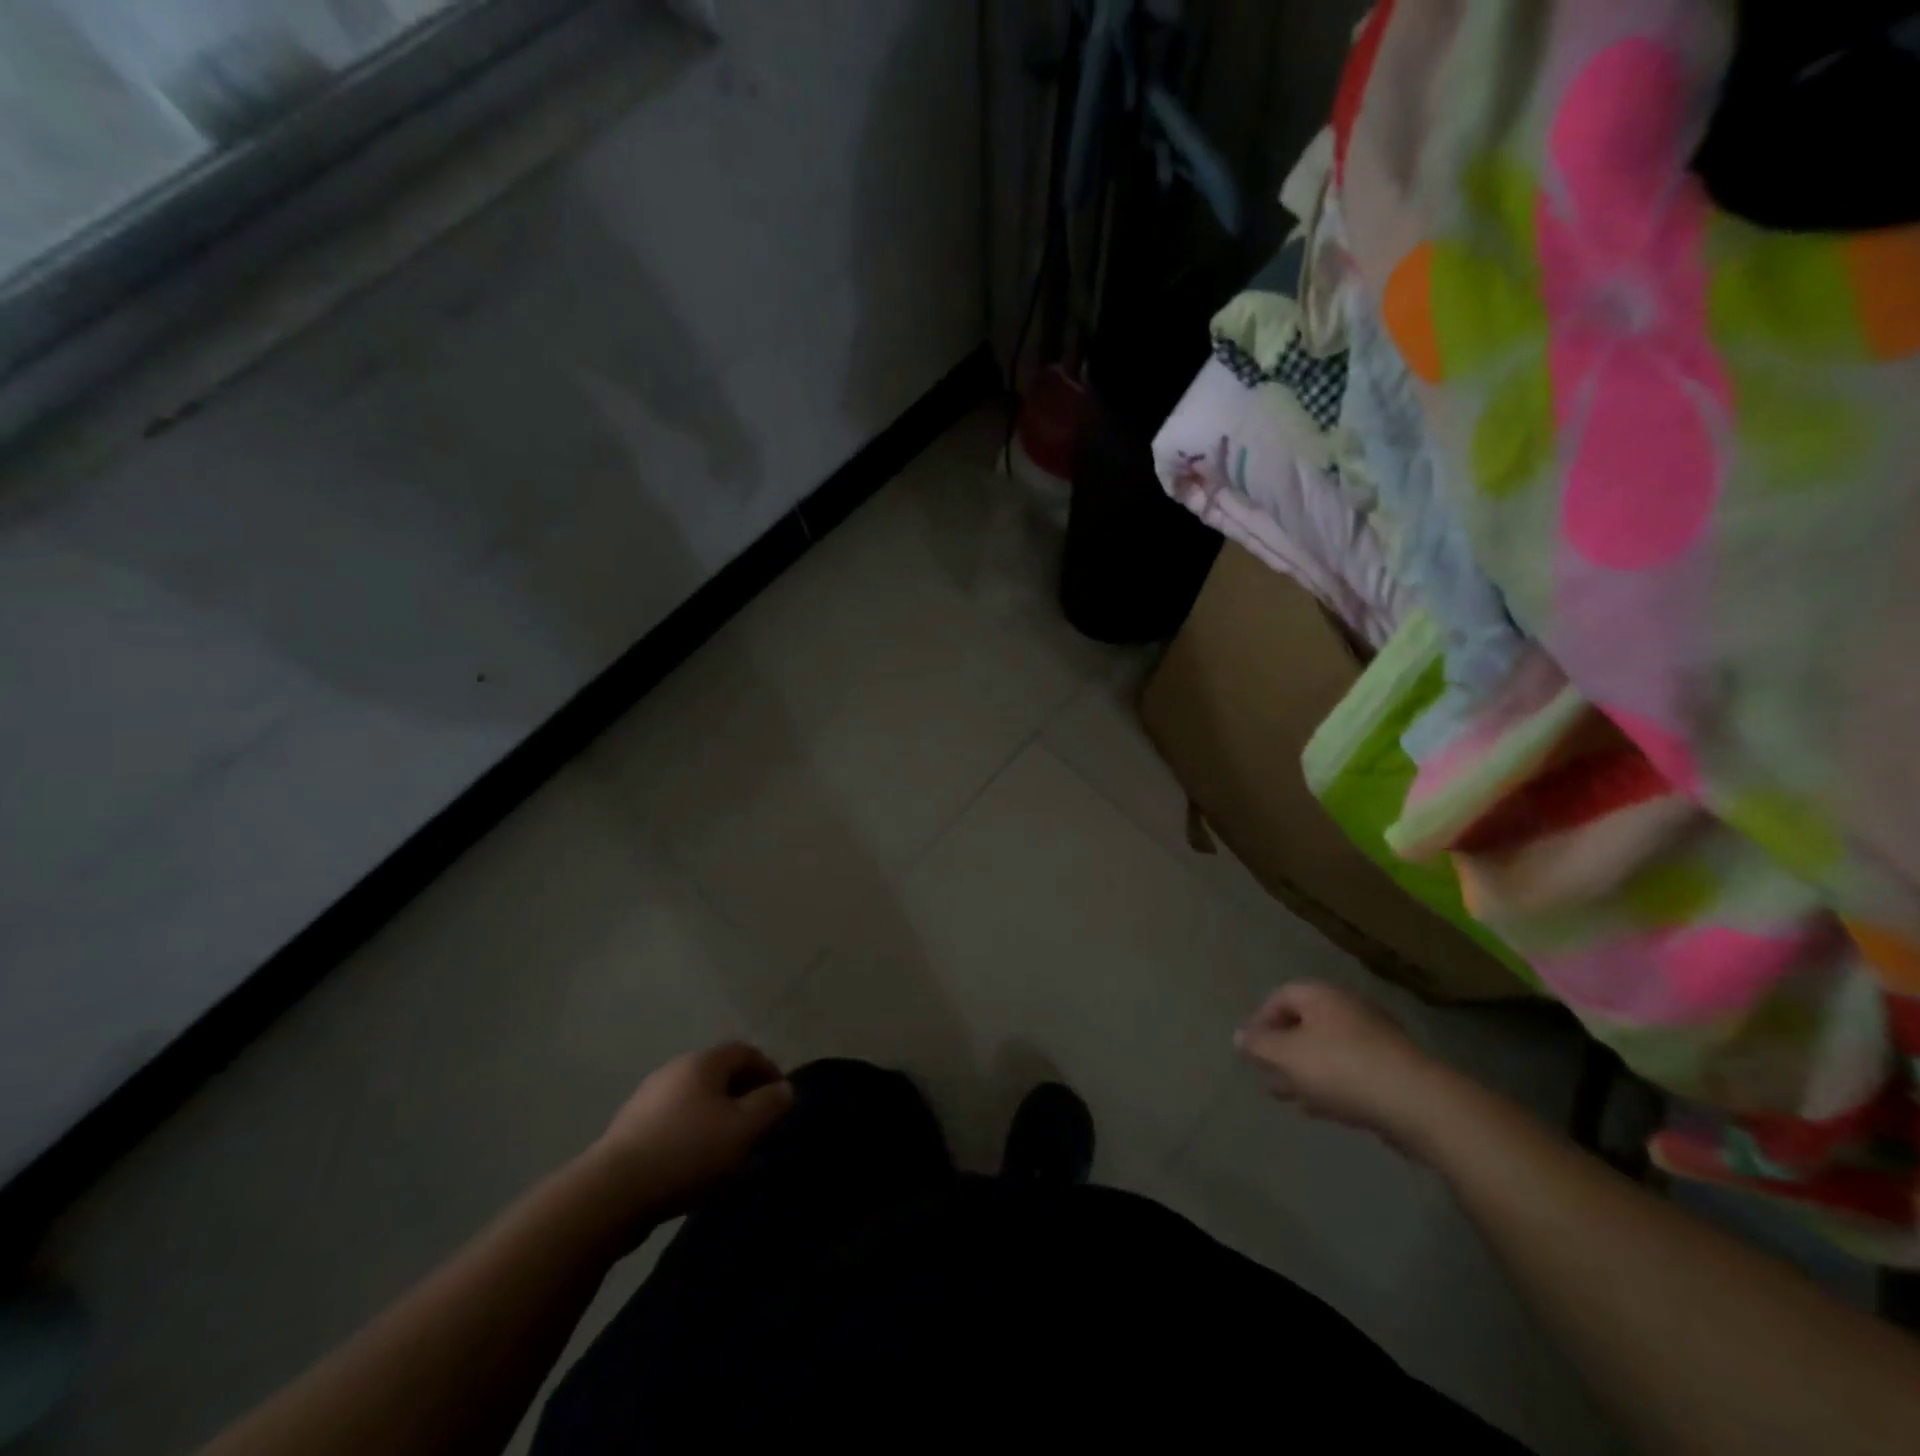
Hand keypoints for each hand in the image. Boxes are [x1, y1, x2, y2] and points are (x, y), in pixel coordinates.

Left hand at [588, 1043, 794, 1220]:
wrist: (610, 1193)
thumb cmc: (687, 1152)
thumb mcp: (743, 1129)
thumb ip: (770, 1105)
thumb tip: (785, 1089)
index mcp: (703, 1062)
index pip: (745, 1051)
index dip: (768, 1071)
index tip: (781, 1101)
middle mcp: (675, 1070)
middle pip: (719, 1073)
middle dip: (743, 1095)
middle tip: (758, 1126)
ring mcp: (648, 1098)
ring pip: (695, 1099)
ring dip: (717, 1117)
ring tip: (728, 1149)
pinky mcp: (630, 1129)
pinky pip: (674, 1121)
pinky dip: (692, 1134)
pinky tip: (694, 1164)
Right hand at [1234, 984, 1449, 1154]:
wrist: (1418, 1103)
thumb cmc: (1341, 1069)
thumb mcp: (1287, 1056)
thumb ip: (1259, 1046)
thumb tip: (1239, 1036)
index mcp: (1322, 997)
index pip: (1281, 996)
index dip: (1261, 1019)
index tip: (1251, 1049)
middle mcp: (1348, 1009)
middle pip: (1305, 1023)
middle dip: (1283, 1049)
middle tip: (1267, 1074)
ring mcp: (1375, 1040)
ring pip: (1327, 1050)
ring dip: (1305, 1071)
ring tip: (1288, 1096)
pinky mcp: (1393, 1071)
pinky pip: (1350, 1072)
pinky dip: (1330, 1085)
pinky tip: (1320, 1109)